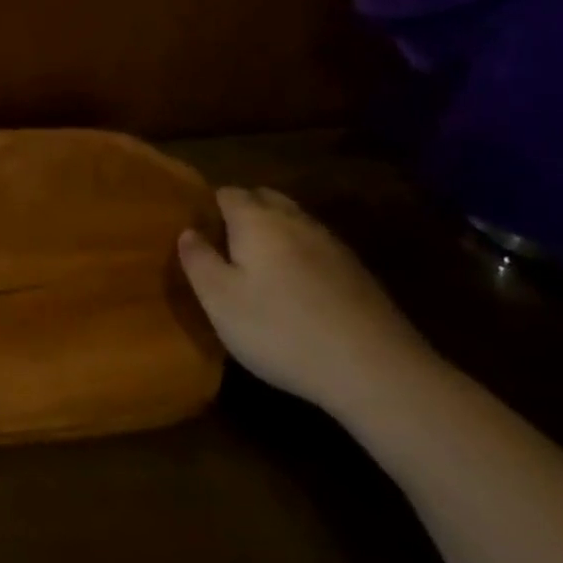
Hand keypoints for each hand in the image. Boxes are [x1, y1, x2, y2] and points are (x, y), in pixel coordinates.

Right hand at [178, 187, 434, 419]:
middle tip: (225, 247)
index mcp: (256, 220)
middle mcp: (294, 220)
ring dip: (274, 234)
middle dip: (243, 212)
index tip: (198, 232)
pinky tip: (298, 291)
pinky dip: (301, 257)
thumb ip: (198, 260)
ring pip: (293, 222)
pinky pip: (316, 248)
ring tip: (259, 269)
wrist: (375, 369)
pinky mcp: (357, 272)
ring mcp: (331, 244)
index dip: (209, 207)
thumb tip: (188, 231)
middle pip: (264, 199)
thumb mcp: (220, 301)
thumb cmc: (281, 330)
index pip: (227, 193)